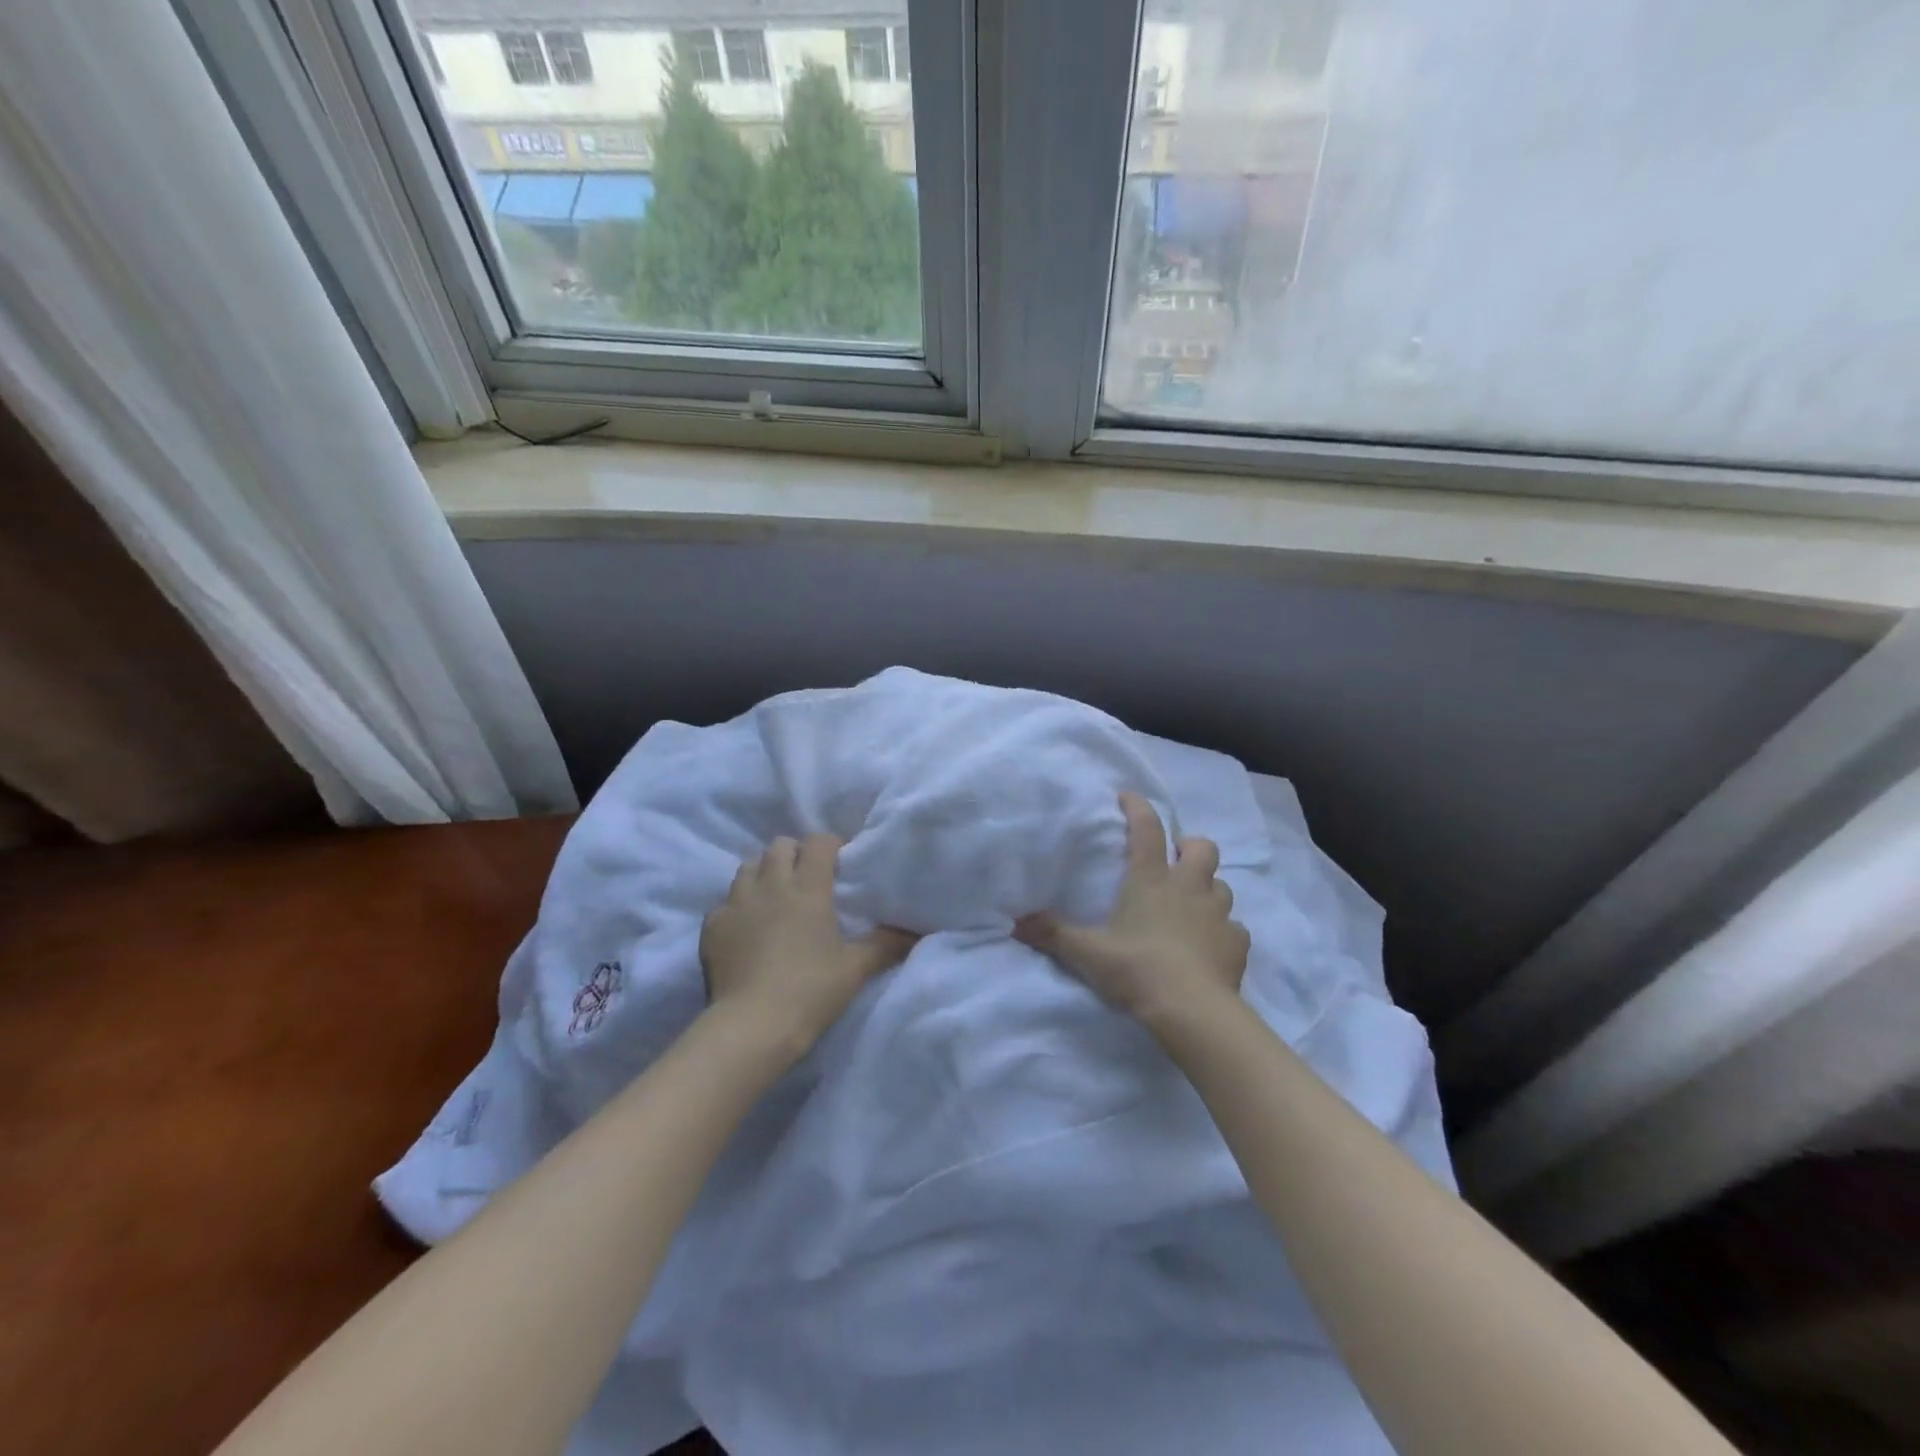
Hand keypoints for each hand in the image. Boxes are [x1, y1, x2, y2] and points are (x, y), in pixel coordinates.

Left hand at [700, 834, 915, 1058]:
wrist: (752, 1025)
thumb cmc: (810, 991)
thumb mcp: (855, 969)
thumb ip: (885, 945)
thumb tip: (914, 933)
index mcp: (808, 888)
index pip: (818, 843)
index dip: (830, 845)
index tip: (840, 862)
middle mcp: (771, 885)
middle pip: (779, 846)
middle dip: (794, 853)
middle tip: (807, 877)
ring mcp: (736, 903)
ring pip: (748, 866)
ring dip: (764, 872)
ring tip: (775, 895)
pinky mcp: (712, 925)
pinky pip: (725, 901)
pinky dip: (737, 905)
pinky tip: (746, 927)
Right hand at [1016, 791, 1249, 1027]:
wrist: (1192, 1010)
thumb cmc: (1137, 969)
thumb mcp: (1087, 952)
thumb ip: (1053, 933)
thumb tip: (1015, 922)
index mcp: (1151, 879)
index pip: (1146, 829)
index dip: (1137, 807)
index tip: (1127, 797)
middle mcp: (1189, 887)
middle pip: (1202, 847)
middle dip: (1189, 846)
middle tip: (1174, 859)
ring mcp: (1219, 914)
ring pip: (1221, 885)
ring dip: (1207, 887)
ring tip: (1192, 903)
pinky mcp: (1237, 944)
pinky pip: (1234, 927)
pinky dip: (1222, 930)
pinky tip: (1210, 944)